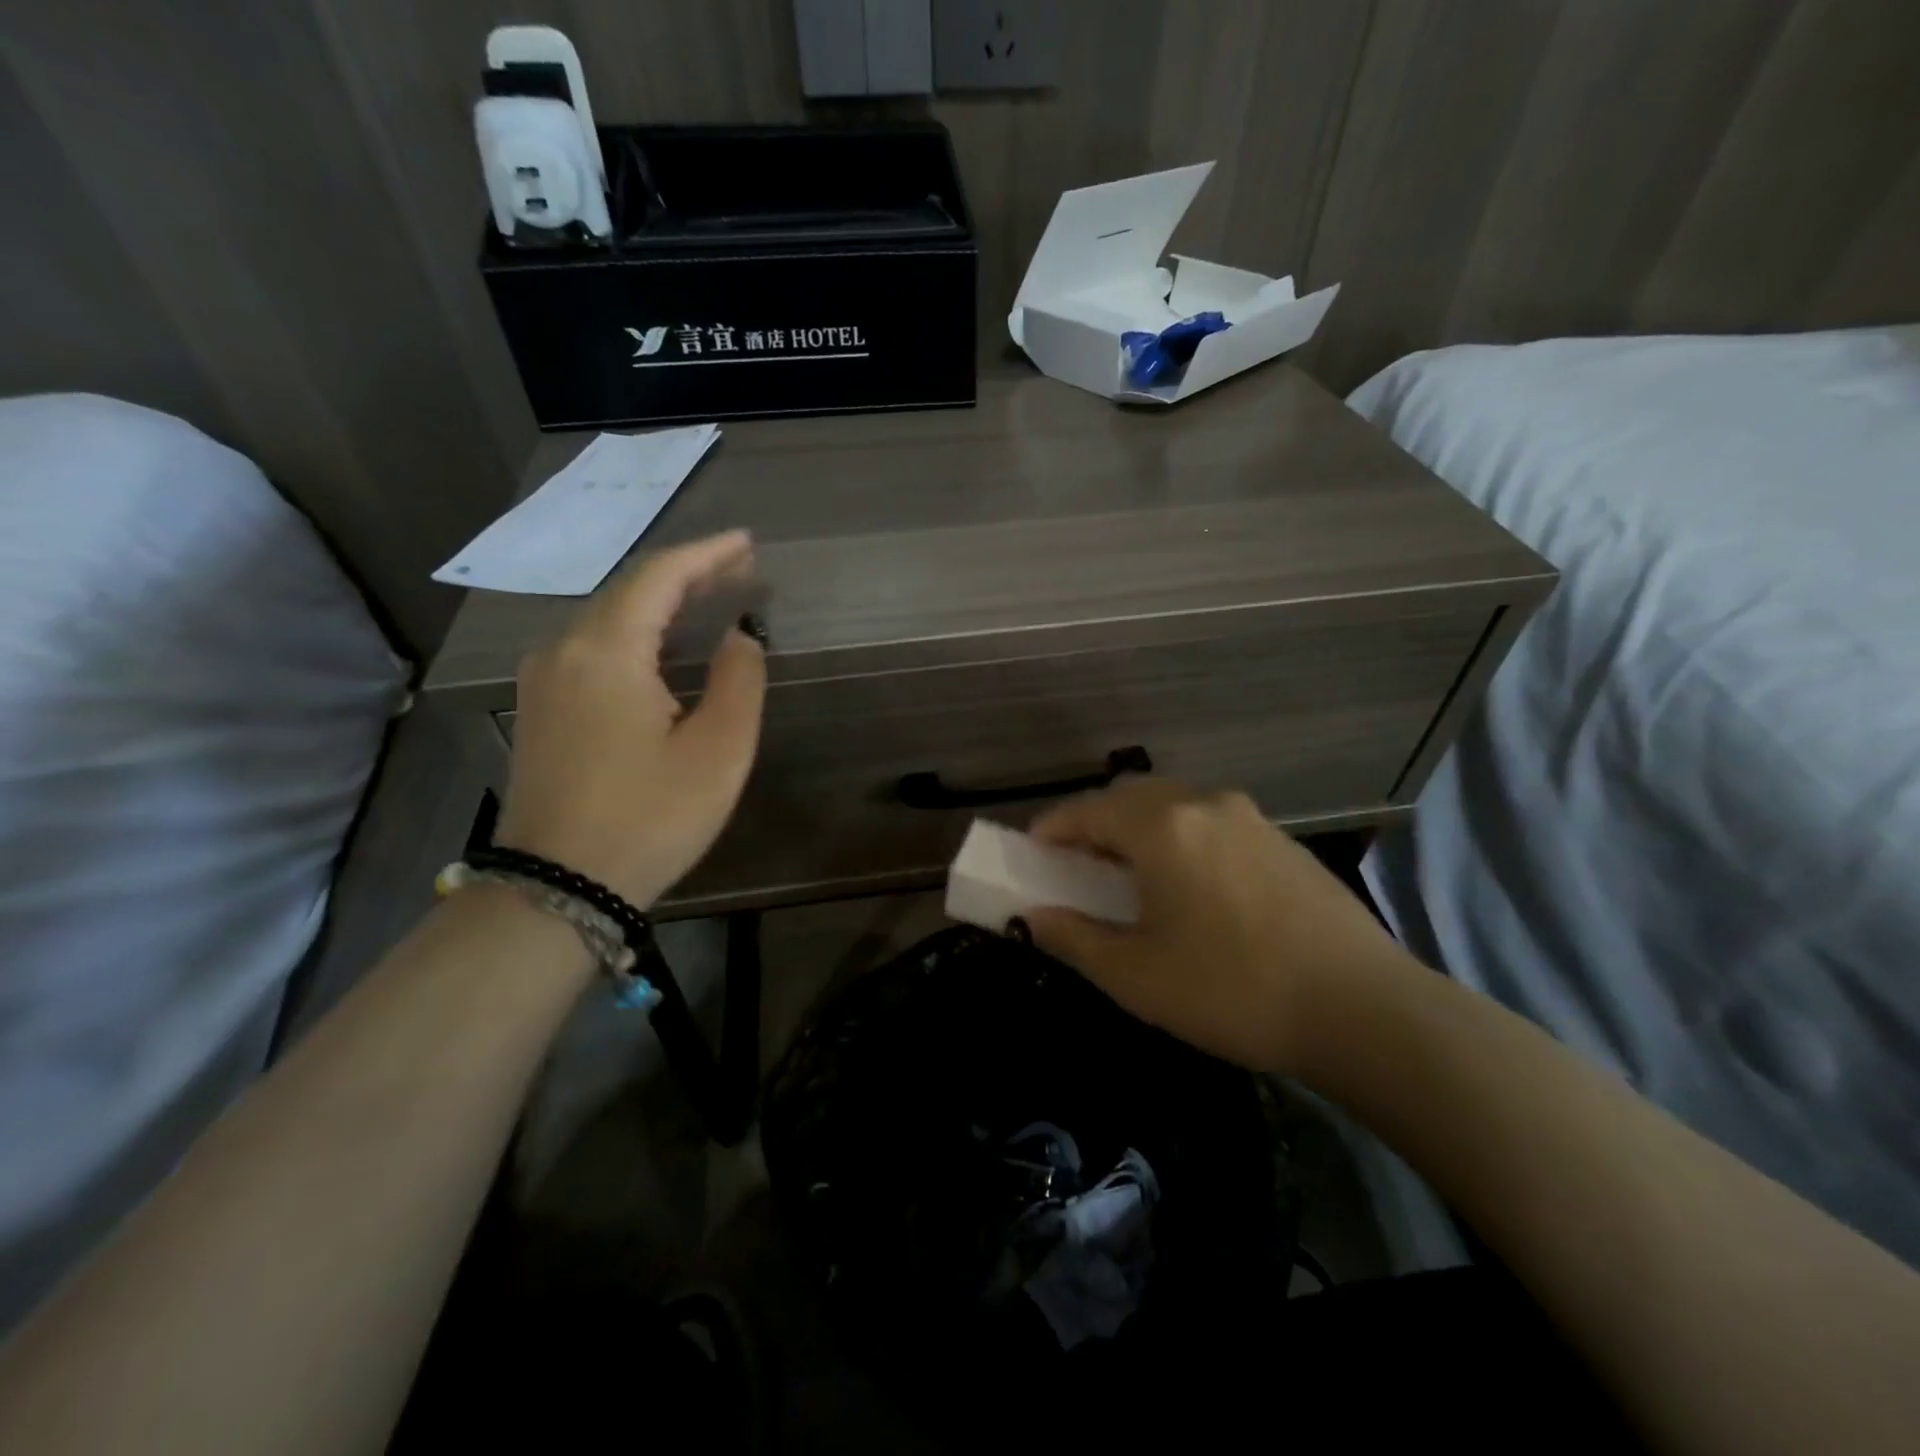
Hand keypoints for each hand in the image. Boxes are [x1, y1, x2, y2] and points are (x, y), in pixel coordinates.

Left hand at [494, 531, 765, 909]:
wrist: (556, 889)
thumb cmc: (649, 818)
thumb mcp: (717, 751)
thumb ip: (740, 680)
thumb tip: (740, 635)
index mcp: (606, 651)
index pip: (659, 577)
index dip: (707, 554)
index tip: (747, 542)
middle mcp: (564, 651)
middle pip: (629, 593)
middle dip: (687, 577)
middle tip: (739, 570)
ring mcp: (543, 681)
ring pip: (608, 621)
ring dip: (661, 607)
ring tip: (709, 602)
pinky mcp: (540, 710)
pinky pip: (592, 651)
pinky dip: (636, 636)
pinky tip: (662, 650)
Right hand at [1023, 778, 1416, 1075]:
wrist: (1364, 1009)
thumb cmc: (1232, 990)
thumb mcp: (1136, 975)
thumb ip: (1074, 937)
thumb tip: (1031, 918)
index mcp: (1163, 827)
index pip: (1088, 809)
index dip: (1051, 828)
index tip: (1030, 852)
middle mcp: (1205, 805)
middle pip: (1131, 797)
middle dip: (1095, 823)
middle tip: (1079, 865)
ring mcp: (1251, 818)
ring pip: (1175, 806)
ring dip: (1141, 829)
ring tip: (1133, 876)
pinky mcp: (1283, 841)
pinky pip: (1212, 824)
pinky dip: (1182, 839)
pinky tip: (1191, 886)